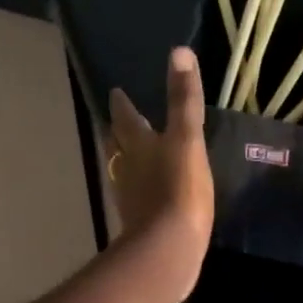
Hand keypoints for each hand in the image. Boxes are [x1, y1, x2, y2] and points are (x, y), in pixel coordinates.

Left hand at [108, 46, 213, 298]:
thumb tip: (178, 53)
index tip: (116, 93)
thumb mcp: (186, 140)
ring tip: (131, 156)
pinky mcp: (140, 227)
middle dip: (118, 134)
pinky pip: (137, 201)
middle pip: (118, 147)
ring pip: (124, 174)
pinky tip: (148, 196)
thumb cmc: (178, 190)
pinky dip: (140, 192)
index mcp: (138, 146)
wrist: (168, 249)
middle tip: (117, 124)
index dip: (122, 105)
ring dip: (126, 164)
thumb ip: (183, 101)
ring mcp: (131, 201)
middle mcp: (128, 171)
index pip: (125, 119)